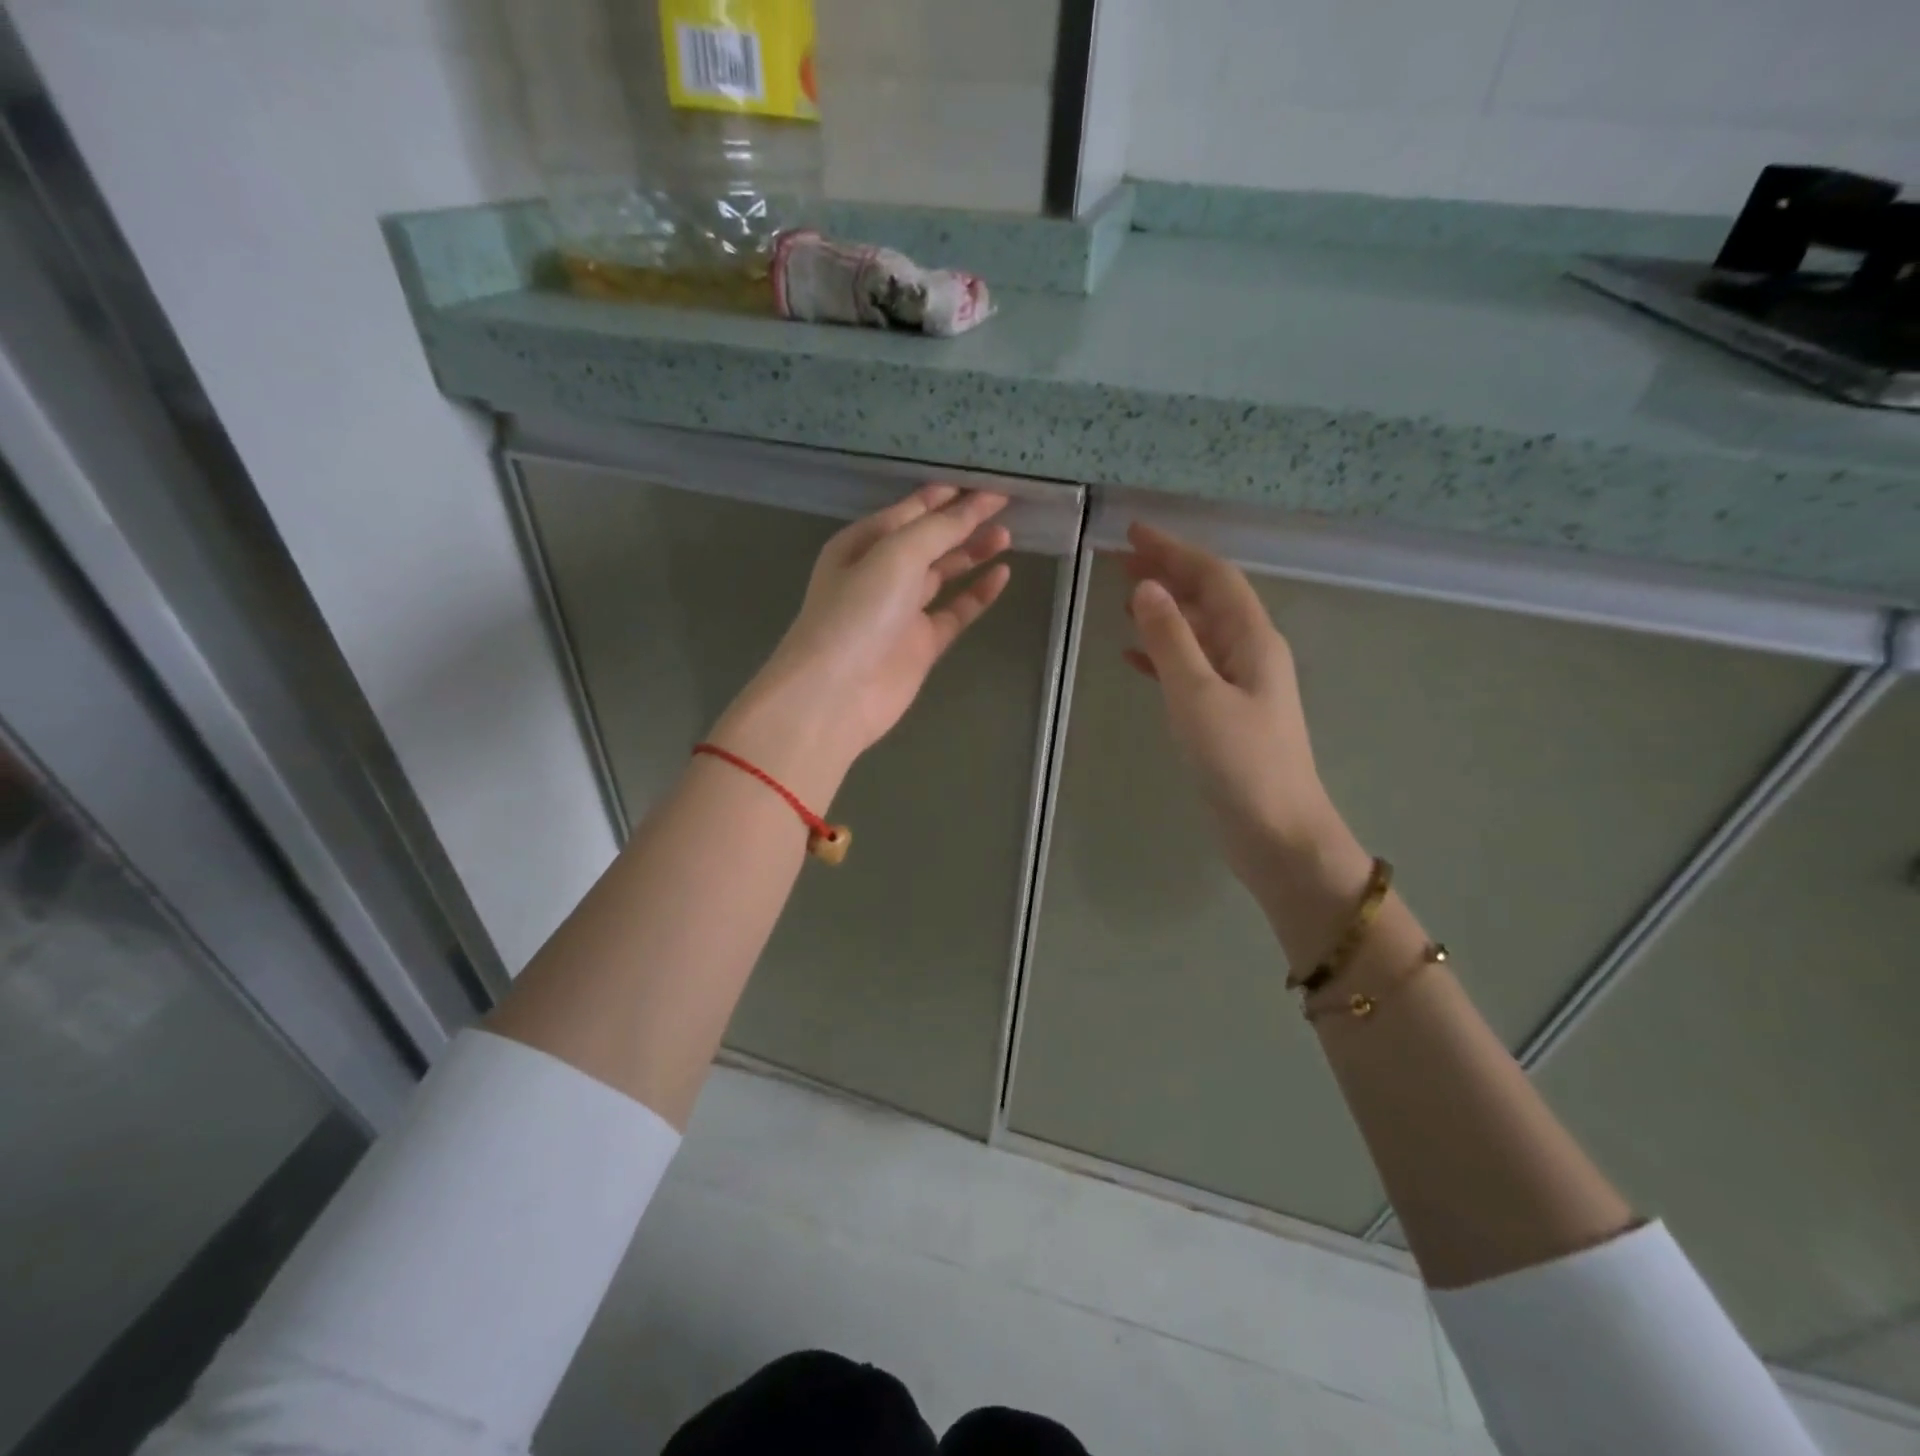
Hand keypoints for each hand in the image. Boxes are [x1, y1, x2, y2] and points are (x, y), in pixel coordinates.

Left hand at [711, 485, 1011, 804]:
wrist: (836, 693)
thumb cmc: (858, 612)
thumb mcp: (896, 555)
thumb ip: (939, 529)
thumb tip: (976, 504)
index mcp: (863, 543)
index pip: (912, 510)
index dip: (949, 495)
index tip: (989, 484)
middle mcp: (880, 573)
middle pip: (929, 540)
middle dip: (964, 522)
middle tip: (1005, 508)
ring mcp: (901, 611)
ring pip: (943, 574)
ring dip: (972, 554)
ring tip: (1007, 536)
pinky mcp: (920, 644)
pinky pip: (955, 612)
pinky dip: (977, 595)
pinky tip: (1001, 576)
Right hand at [1120, 522, 1345, 889]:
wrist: (1276, 833)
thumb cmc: (1240, 762)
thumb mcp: (1198, 695)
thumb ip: (1170, 640)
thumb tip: (1148, 588)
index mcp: (1252, 640)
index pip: (1213, 577)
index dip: (1175, 550)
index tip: (1134, 533)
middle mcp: (1250, 653)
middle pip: (1207, 599)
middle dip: (1168, 575)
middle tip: (1121, 562)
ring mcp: (1240, 685)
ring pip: (1198, 633)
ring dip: (1163, 613)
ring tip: (1123, 601)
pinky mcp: (1225, 715)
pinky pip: (1190, 668)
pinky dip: (1162, 656)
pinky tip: (1133, 658)